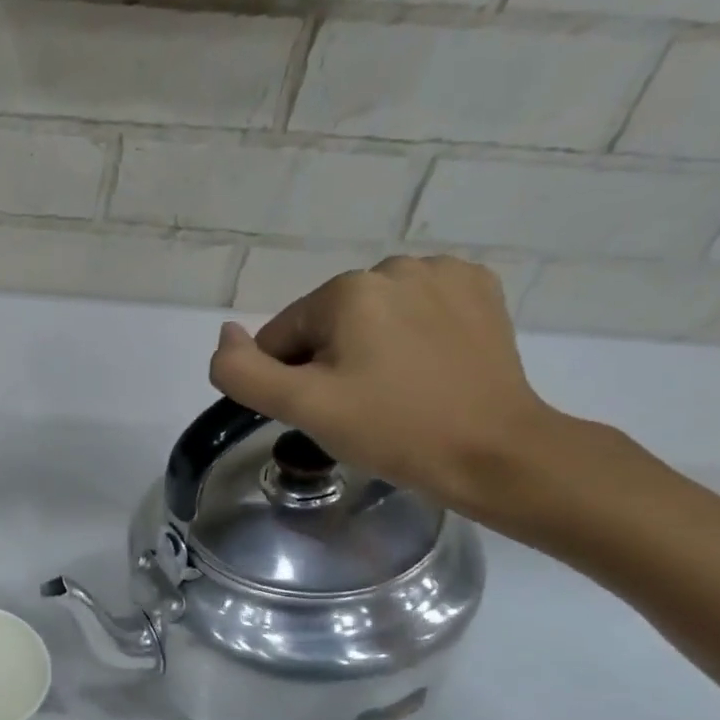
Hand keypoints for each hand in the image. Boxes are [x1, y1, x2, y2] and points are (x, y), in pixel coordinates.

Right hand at [209, 255, 569, 515]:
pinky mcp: (479, 290)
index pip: (281, 337)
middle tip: (358, 407)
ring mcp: (444, 274)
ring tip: (394, 389)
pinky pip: (415, 308)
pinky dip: (410, 334)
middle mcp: (394, 267)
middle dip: (329, 362)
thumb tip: (226, 333)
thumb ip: (242, 371)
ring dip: (367, 348)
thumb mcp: (301, 407)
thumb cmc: (391, 429)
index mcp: (346, 290)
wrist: (494, 452)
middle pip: (326, 324)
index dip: (290, 380)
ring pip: (370, 316)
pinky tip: (426, 366)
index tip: (325, 412)